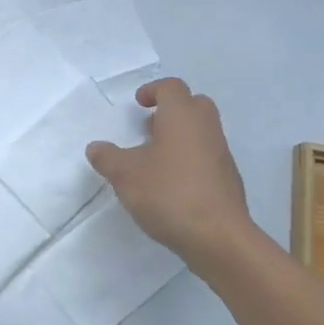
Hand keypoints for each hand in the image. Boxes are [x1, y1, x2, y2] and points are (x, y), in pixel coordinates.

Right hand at [86, 77, 254, 262]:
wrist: (218, 237)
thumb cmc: (168, 193)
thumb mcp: (124, 174)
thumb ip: (107, 157)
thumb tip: (96, 147)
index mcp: (182, 116)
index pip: (171, 87)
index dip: (153, 90)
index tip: (138, 105)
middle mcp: (206, 128)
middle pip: (193, 104)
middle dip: (171, 110)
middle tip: (149, 128)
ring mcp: (221, 154)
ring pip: (202, 131)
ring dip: (180, 136)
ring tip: (155, 159)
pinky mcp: (228, 179)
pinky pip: (207, 156)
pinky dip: (190, 159)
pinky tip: (172, 184)